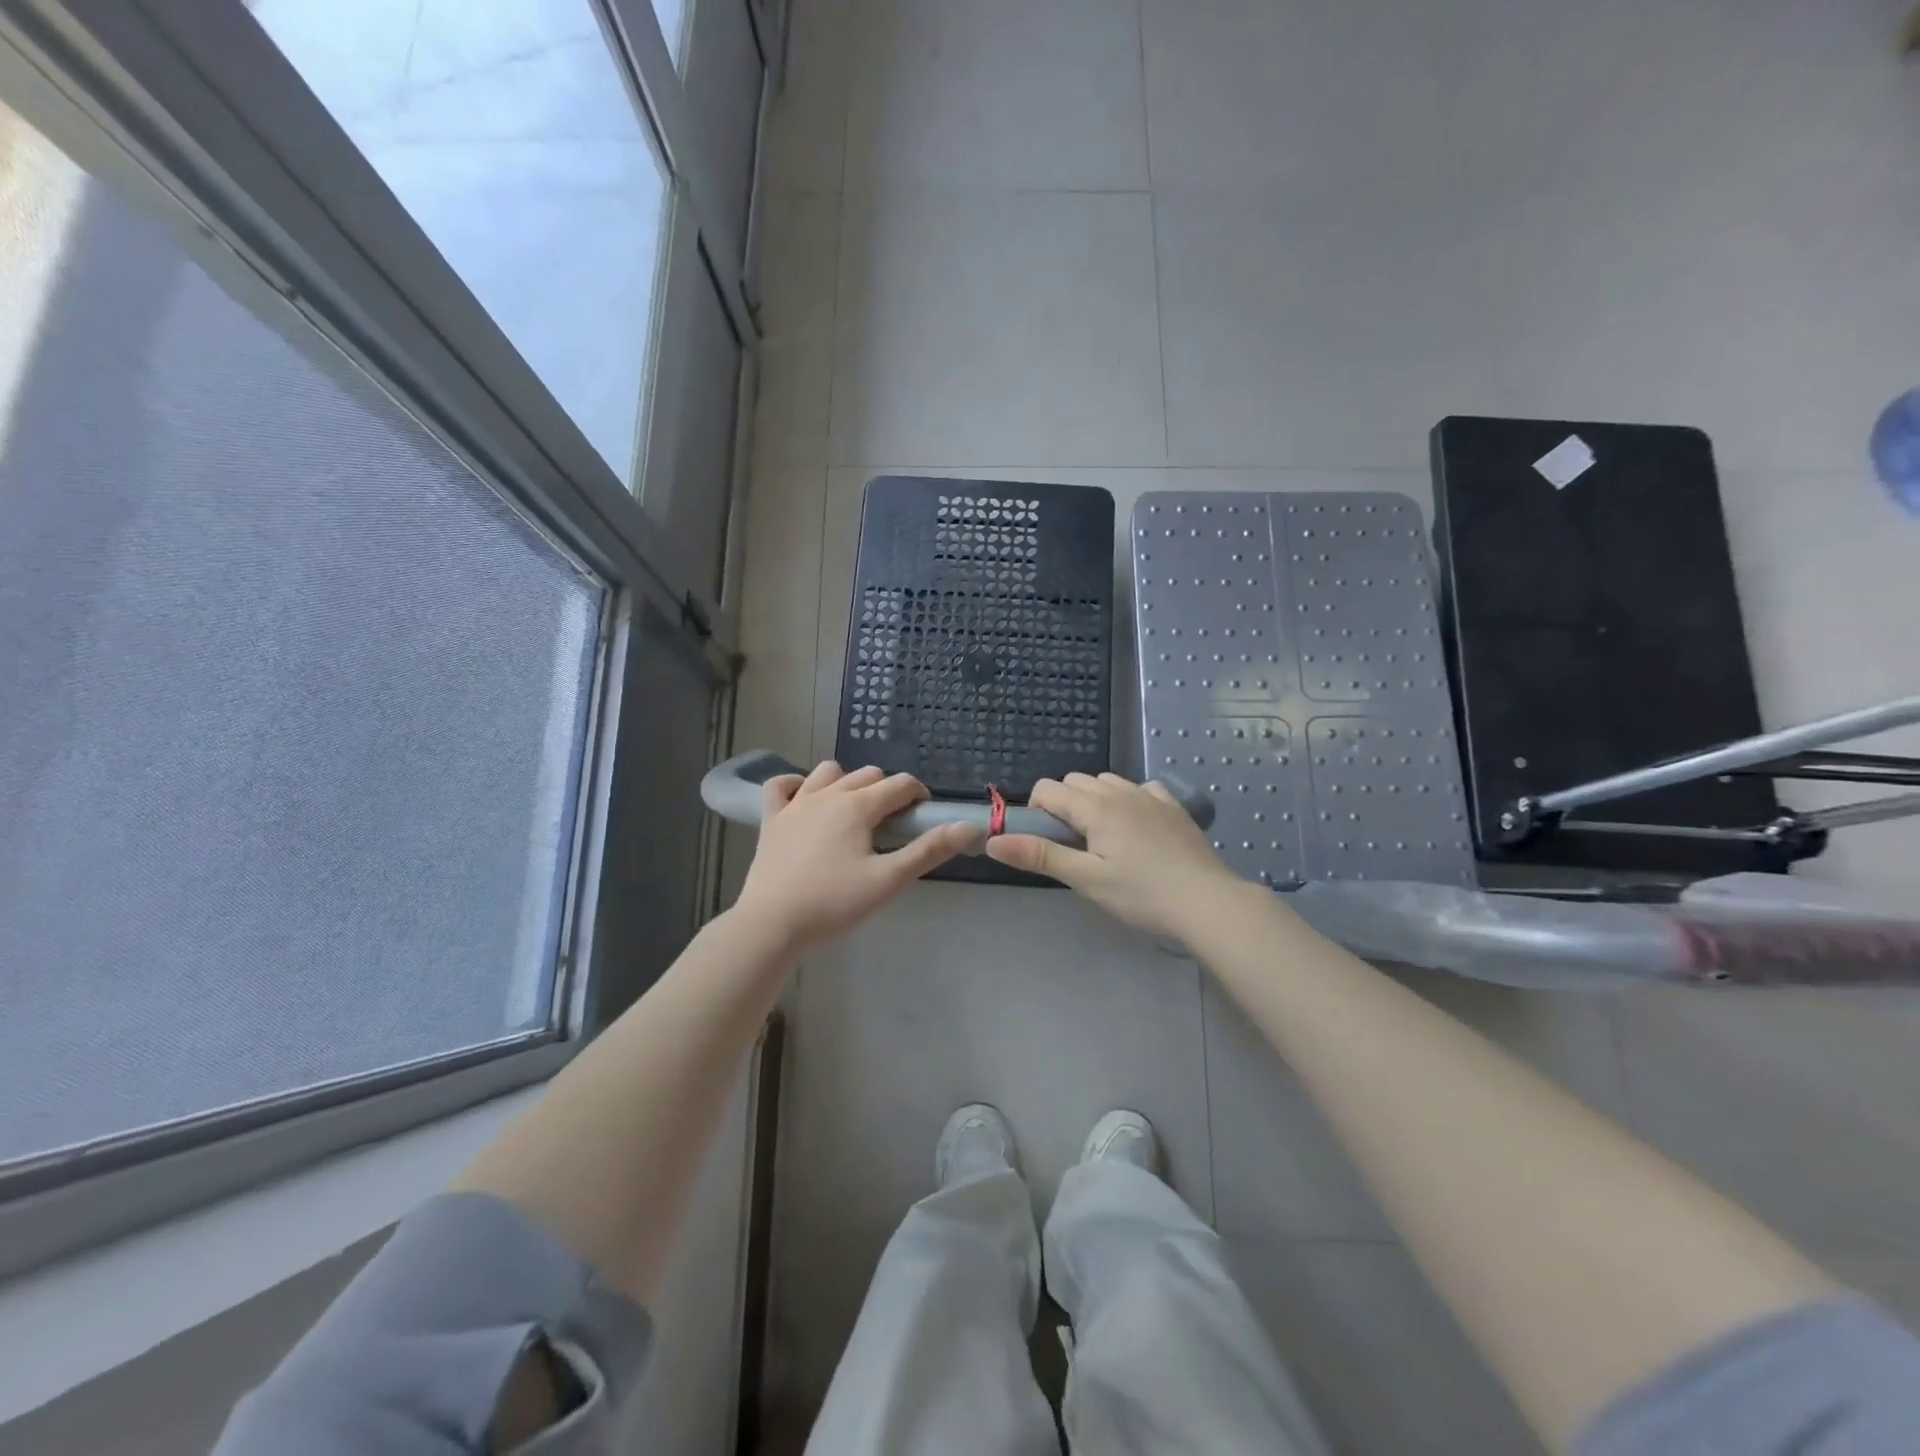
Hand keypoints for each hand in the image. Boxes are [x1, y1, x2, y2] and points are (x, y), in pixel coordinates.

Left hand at [735, 761, 981, 954]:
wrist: (771, 924)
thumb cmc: (834, 903)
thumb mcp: (888, 880)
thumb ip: (928, 851)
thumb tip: (968, 827)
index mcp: (858, 806)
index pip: (900, 784)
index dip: (919, 796)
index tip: (923, 818)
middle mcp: (828, 794)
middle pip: (868, 774)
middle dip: (887, 790)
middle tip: (893, 824)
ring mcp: (795, 804)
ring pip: (828, 772)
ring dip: (847, 782)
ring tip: (854, 813)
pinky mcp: (771, 819)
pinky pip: (781, 786)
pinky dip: (796, 786)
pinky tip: (805, 801)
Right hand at [986, 772, 1246, 941]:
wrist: (1207, 903)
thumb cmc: (1141, 895)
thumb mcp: (1086, 879)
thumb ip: (1040, 856)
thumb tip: (993, 840)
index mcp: (1095, 807)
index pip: (1048, 789)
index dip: (1037, 811)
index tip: (1046, 843)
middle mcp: (1120, 791)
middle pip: (1075, 781)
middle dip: (1063, 804)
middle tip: (1072, 845)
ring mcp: (1150, 795)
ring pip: (1106, 781)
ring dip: (1093, 799)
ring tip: (1102, 839)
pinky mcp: (1173, 806)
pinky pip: (1140, 788)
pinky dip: (1127, 799)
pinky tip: (1135, 827)